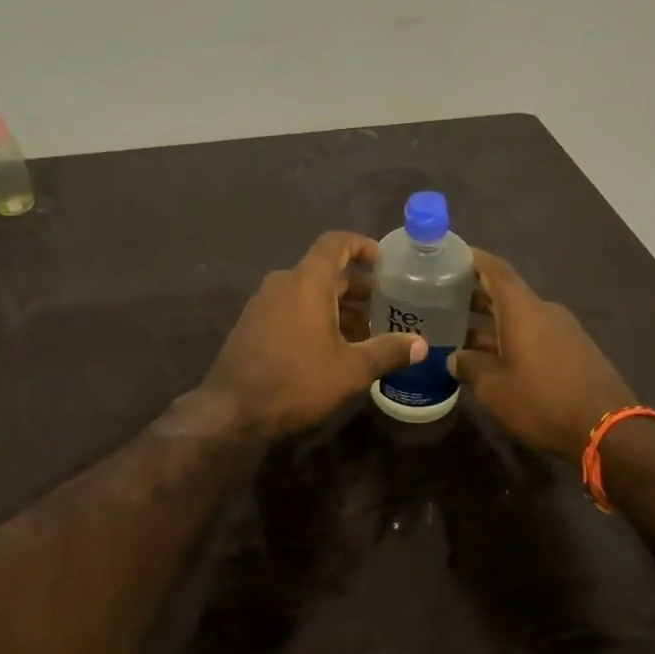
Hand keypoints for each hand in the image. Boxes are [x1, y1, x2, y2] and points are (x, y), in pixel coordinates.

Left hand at [202, 232, 426, 438]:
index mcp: (307, 281)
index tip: (384, 261)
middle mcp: (283, 283)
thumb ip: (387, 352)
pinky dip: (314, 317)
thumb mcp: (351, 370)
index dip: (361, 245)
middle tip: (386, 305)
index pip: (335, 243)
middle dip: (357, 286)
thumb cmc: (297, 380)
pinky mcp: (252, 324)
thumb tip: (422, 344)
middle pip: (325, 271)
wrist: (232, 410)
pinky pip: (290, 308)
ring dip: (336, 305)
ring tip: (365, 330)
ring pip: (307, 292)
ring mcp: (263, 303)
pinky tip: (331, 347)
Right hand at [449, 250, 638, 463]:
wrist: (609, 430)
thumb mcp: (494, 388)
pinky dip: (512, 339)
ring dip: (493, 324)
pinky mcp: (576, 351)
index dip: (473, 258)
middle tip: (444, 300)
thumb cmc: (542, 400)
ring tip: (462, 336)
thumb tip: (454, 358)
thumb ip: (470, 367)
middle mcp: (544, 311)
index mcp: (522, 309)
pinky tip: (495, 360)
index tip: (450, 255)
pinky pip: (536, 335)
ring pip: (520, 318)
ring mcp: (564, 331)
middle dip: (476, 295)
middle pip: (506, 293)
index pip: (495, 269)